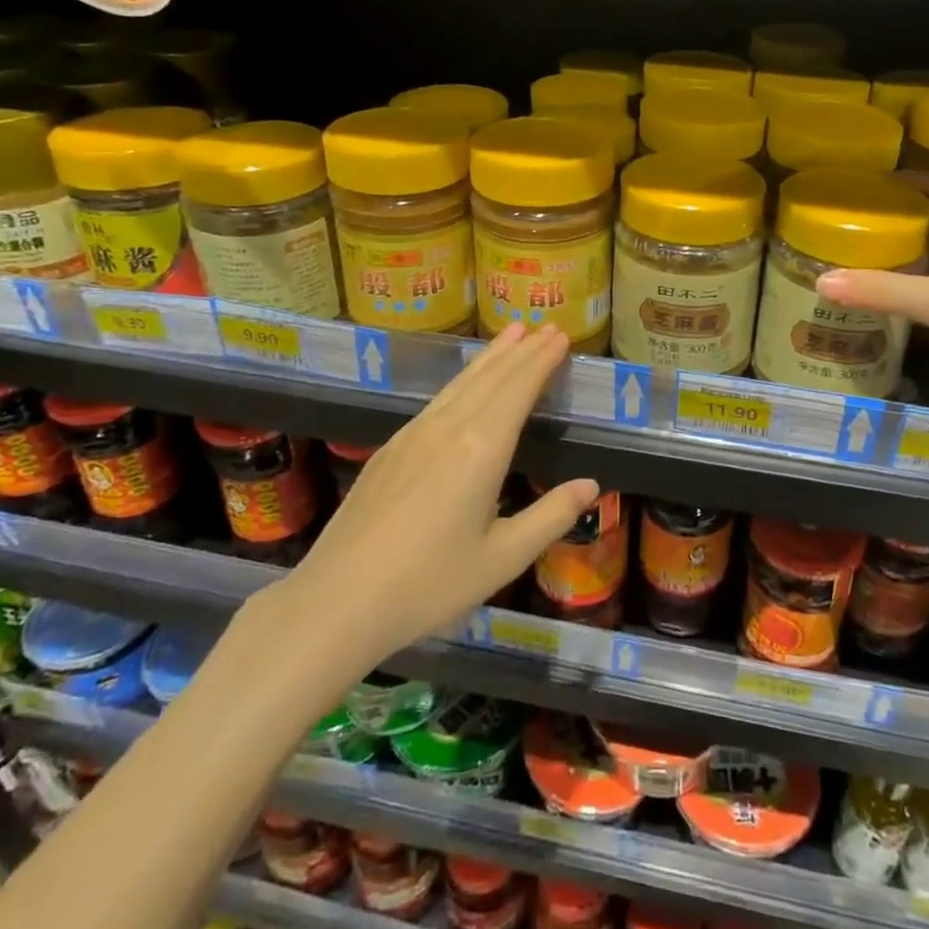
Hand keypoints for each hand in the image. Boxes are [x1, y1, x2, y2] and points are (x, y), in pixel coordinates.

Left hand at [284, 324, 597, 666]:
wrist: (336, 601)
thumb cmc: (428, 585)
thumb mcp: (502, 559)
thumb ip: (550, 517)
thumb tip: (591, 484)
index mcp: (481, 449)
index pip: (518, 389)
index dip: (541, 360)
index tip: (559, 335)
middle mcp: (448, 428)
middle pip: (491, 377)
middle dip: (521, 350)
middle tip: (545, 327)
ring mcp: (413, 435)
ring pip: (460, 383)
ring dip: (491, 357)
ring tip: (511, 334)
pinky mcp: (389, 449)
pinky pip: (437, 400)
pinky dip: (463, 380)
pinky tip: (464, 384)